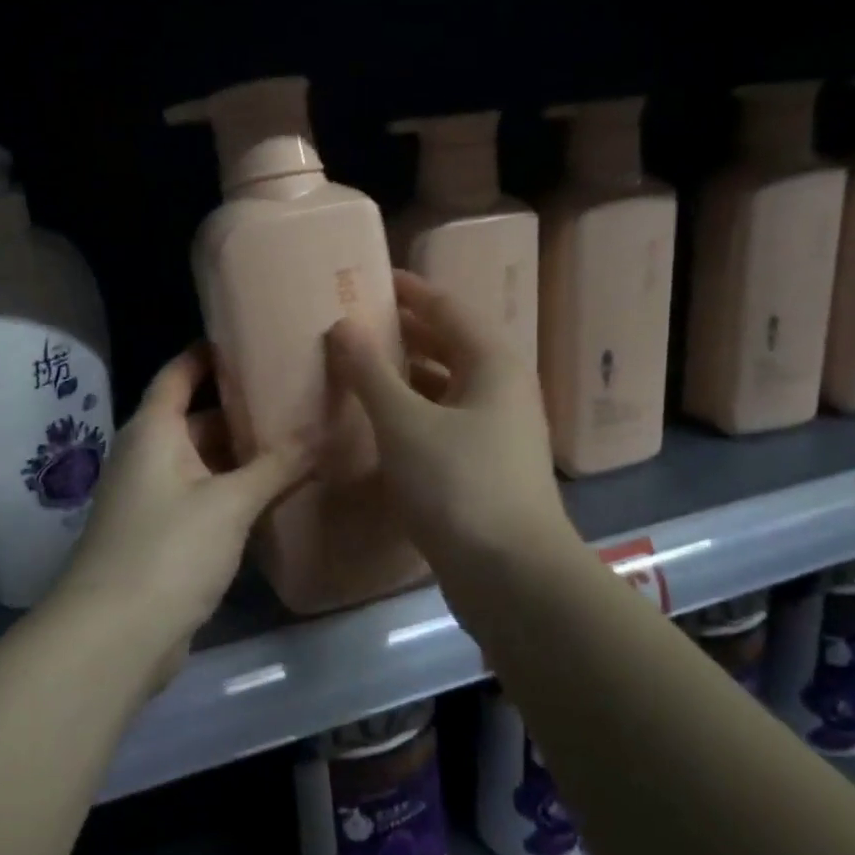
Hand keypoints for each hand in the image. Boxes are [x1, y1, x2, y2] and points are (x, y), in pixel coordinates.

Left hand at [53, 344, 310, 678]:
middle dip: (241, 408)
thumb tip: (322, 432)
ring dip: (242, 454)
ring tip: (297, 438)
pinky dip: (235, 490)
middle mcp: (148, 456)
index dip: (210, 353)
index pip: (179, 373)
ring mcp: (154, 498)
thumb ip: (276, 466)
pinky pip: (204, 497)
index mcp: (153, 431)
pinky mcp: (164, 536)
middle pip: (196, 418)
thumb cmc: (168, 549)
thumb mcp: (229, 503)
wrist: (115, 637)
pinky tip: (275, 492)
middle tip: (296, 394)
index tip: (252, 339)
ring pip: (204, 461)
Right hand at [326, 271, 571, 573]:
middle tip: (356, 323)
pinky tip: (380, 424)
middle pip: (450, 345)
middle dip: (405, 332)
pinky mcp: (485, 469)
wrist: (512, 576)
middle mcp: (502, 390)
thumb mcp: (405, 423)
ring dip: (406, 376)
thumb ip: (370, 373)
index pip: (448, 307)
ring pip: (446, 388)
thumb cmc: (459, 485)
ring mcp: (497, 432)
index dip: (410, 290)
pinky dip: (413, 414)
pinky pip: (444, 423)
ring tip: (359, 369)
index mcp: (493, 363)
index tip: (371, 279)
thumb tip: (342, 325)